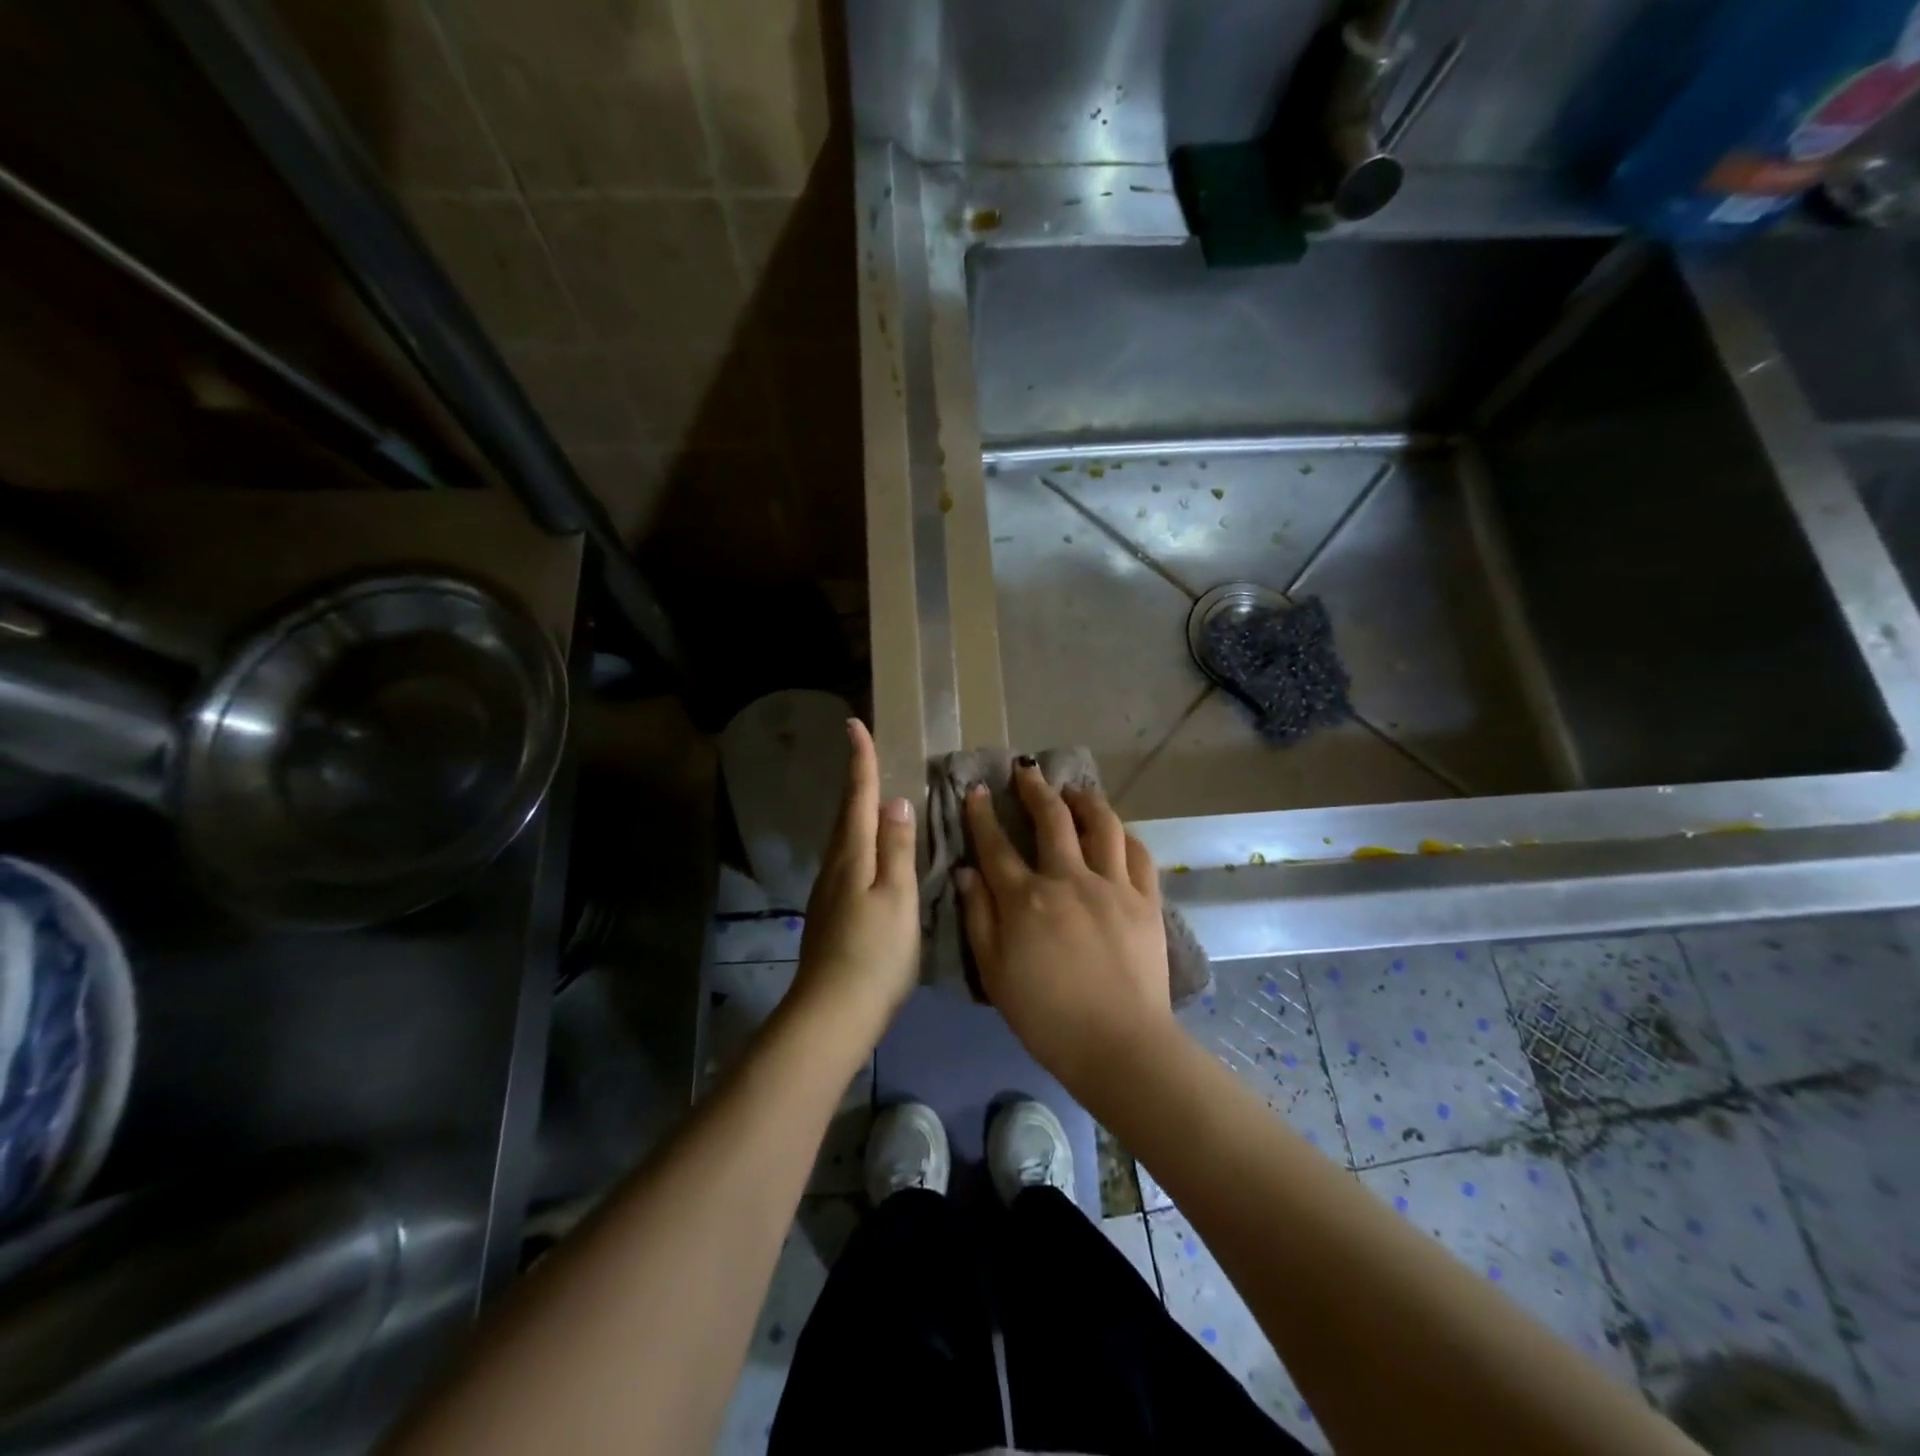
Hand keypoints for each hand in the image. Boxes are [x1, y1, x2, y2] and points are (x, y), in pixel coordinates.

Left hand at [792, 719, 919, 1040]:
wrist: (833, 1012)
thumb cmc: (874, 952)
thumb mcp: (897, 896)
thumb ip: (898, 848)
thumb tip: (895, 802)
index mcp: (852, 855)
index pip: (857, 796)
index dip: (859, 760)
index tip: (854, 724)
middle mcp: (835, 865)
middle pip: (846, 813)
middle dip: (856, 781)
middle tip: (867, 753)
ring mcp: (829, 890)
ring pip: (845, 838)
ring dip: (858, 811)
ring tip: (876, 796)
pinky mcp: (831, 912)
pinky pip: (848, 860)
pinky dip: (861, 842)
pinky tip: (874, 852)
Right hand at [956, 760, 1175, 1094]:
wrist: (1119, 1045)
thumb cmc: (1046, 1016)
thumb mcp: (994, 972)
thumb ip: (978, 918)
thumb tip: (967, 872)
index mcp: (1026, 899)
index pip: (996, 845)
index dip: (983, 815)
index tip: (978, 790)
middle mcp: (1069, 879)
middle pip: (1051, 819)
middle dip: (1035, 788)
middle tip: (1027, 770)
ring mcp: (1112, 886)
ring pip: (1101, 825)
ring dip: (1085, 799)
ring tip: (1075, 789)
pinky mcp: (1146, 900)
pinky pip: (1137, 854)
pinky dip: (1124, 834)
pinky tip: (1116, 830)